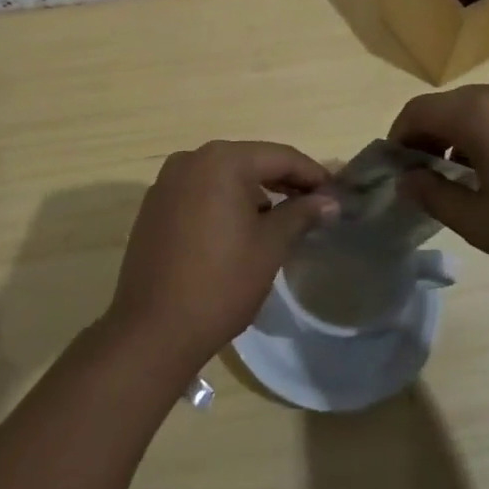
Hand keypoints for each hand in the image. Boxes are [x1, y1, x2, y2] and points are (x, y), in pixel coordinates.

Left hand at [105, 141, 338, 376]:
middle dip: (283, 182)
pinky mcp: (154, 207)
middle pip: (250, 162)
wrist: (152, 331)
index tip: (336, 194)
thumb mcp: (270, 246)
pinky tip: (240, 230)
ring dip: (254, 192)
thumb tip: (330, 201)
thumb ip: (301, 214)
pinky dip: (224, 203)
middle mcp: (190, 160)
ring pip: (223, 177)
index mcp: (221, 160)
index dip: (312, 174)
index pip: (279, 157)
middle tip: (314, 206)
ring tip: (281, 219)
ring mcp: (167, 182)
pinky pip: (200, 193)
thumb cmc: (221, 283)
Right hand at [391, 79, 488, 291]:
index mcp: (479, 114)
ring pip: (488, 107)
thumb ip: (435, 195)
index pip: (419, 111)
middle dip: (433, 134)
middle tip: (431, 173)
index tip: (399, 166)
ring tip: (475, 174)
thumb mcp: (483, 225)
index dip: (400, 136)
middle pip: (452, 105)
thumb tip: (407, 177)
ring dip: (469, 133)